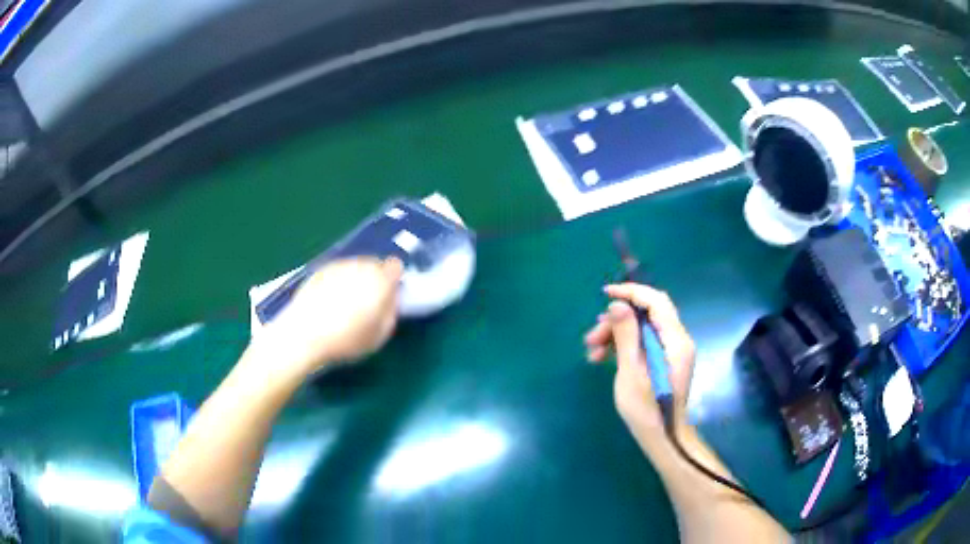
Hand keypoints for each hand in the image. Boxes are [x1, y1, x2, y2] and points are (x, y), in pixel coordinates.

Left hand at [258, 257, 403, 376]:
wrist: (302, 335)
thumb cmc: (345, 340)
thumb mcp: (379, 336)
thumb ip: (391, 312)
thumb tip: (391, 299)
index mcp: (379, 281)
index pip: (395, 267)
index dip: (393, 280)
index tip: (388, 295)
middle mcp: (359, 266)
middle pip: (374, 265)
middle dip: (374, 279)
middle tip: (367, 303)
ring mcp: (337, 266)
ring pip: (354, 267)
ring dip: (355, 280)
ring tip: (347, 304)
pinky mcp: (319, 270)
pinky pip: (336, 272)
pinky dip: (337, 282)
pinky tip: (329, 302)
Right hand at [584, 283, 695, 442]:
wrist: (663, 438)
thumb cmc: (646, 410)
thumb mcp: (631, 373)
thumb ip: (627, 336)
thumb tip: (618, 305)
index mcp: (675, 341)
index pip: (656, 301)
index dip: (631, 293)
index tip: (605, 295)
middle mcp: (677, 340)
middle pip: (647, 314)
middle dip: (618, 319)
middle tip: (592, 337)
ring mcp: (671, 350)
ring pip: (642, 328)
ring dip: (616, 334)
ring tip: (592, 352)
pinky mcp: (664, 360)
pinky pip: (643, 342)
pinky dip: (624, 346)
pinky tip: (603, 358)